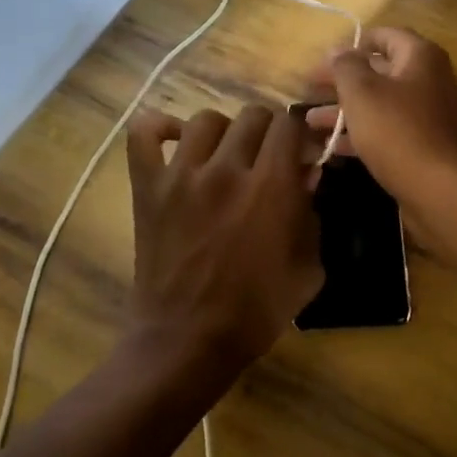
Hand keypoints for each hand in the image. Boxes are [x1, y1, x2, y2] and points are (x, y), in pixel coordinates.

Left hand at [125, 104, 323, 366]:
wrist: (188, 341)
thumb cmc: (256, 311)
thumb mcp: (308, 267)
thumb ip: (312, 213)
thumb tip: (306, 174)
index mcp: (271, 187)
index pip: (289, 124)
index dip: (300, 133)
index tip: (301, 151)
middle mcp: (226, 170)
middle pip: (253, 115)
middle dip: (269, 131)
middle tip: (268, 157)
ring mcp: (181, 176)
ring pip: (207, 119)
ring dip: (224, 132)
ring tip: (226, 155)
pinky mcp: (148, 187)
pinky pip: (145, 134)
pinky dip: (160, 128)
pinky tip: (177, 142)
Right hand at [305, 28, 456, 212]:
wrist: (439, 190)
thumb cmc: (397, 131)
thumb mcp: (362, 92)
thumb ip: (345, 66)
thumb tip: (338, 49)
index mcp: (421, 57)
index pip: (385, 36)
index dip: (353, 44)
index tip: (324, 58)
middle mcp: (431, 80)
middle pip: (381, 71)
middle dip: (342, 81)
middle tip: (309, 89)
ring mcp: (431, 115)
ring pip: (382, 104)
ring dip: (346, 110)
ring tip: (310, 121)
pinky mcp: (426, 145)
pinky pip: (390, 130)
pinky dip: (362, 134)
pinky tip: (332, 147)